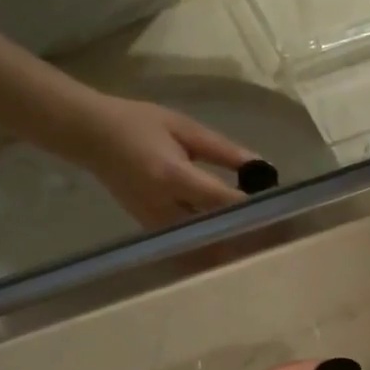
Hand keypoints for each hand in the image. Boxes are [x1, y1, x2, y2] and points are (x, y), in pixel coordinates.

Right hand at [67, 97, 257, 227]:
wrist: (91, 137)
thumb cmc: (137, 123)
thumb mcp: (184, 128)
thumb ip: (223, 151)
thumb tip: (260, 166)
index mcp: (172, 176)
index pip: (220, 200)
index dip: (250, 208)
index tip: (278, 210)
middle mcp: (163, 207)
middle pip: (213, 233)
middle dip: (243, 235)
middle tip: (273, 234)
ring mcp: (155, 224)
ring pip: (200, 246)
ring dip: (227, 245)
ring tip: (256, 240)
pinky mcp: (151, 231)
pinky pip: (187, 245)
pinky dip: (209, 245)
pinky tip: (228, 239)